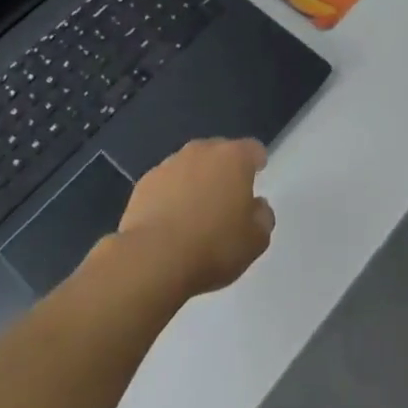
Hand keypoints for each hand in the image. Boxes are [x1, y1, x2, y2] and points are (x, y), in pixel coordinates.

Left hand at [116, 138, 274, 296]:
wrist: (154, 258)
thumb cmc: (214, 246)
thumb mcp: (256, 241)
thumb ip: (262, 217)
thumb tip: (257, 206)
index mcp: (233, 159)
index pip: (252, 149)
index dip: (256, 162)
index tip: (257, 176)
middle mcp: (201, 151)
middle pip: (219, 152)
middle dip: (224, 170)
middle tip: (227, 198)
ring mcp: (169, 164)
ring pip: (190, 166)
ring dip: (196, 181)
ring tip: (196, 213)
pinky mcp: (145, 182)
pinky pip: (166, 183)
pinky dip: (171, 195)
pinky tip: (170, 221)